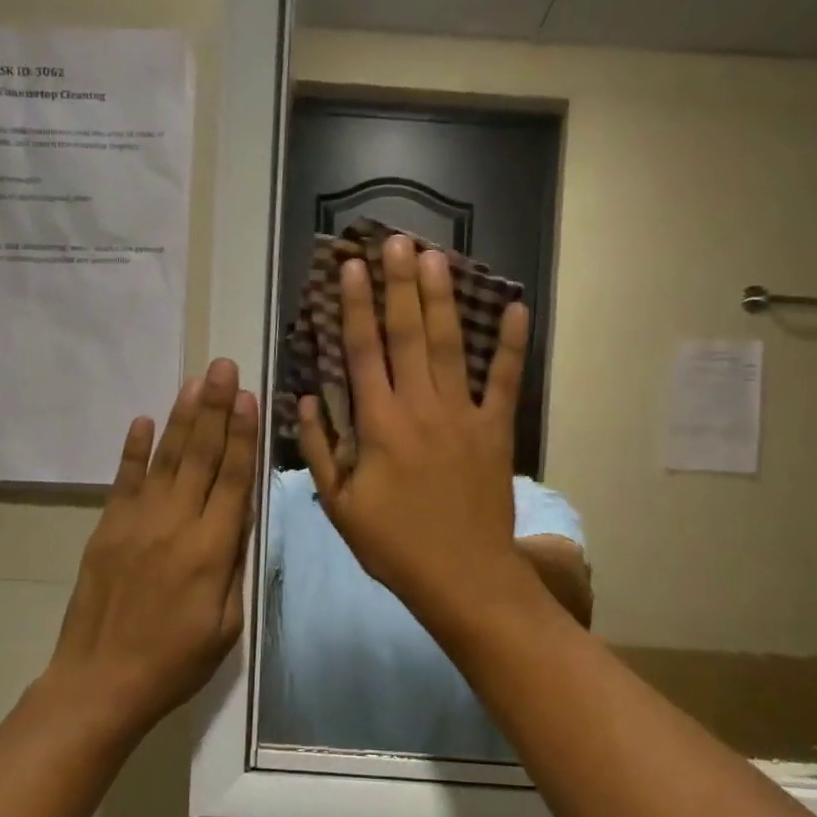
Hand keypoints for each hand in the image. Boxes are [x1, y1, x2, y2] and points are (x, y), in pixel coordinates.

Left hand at [46, 358, 258, 731]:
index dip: (242, 435)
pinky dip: (133, 449)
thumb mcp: (227, 624)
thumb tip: (242, 520)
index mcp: (211, 549)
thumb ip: (236, 567)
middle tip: (224, 367)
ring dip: (182, 417)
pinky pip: (123, 480)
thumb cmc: (175, 661)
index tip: (248, 396)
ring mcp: (137, 522)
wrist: (101, 683)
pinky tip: (143, 419)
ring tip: (195, 381)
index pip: (232, 479)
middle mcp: (176, 524)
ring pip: (165, 459)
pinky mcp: (107, 528)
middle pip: (200, 456)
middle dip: (215, 408)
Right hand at [298, 234, 528, 626]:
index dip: (356, 305)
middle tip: (398, 240)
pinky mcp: (496, 429)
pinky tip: (515, 308)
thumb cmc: (394, 545)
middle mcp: (419, 406)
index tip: (354, 266)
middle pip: (407, 334)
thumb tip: (301, 400)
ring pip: (450, 345)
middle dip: (400, 284)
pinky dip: (512, 345)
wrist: (462, 576)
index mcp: (378, 424)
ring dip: (442, 298)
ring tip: (437, 256)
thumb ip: (319, 450)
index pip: (362, 351)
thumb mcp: (340, 506)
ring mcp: (462, 415)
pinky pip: (506, 380)